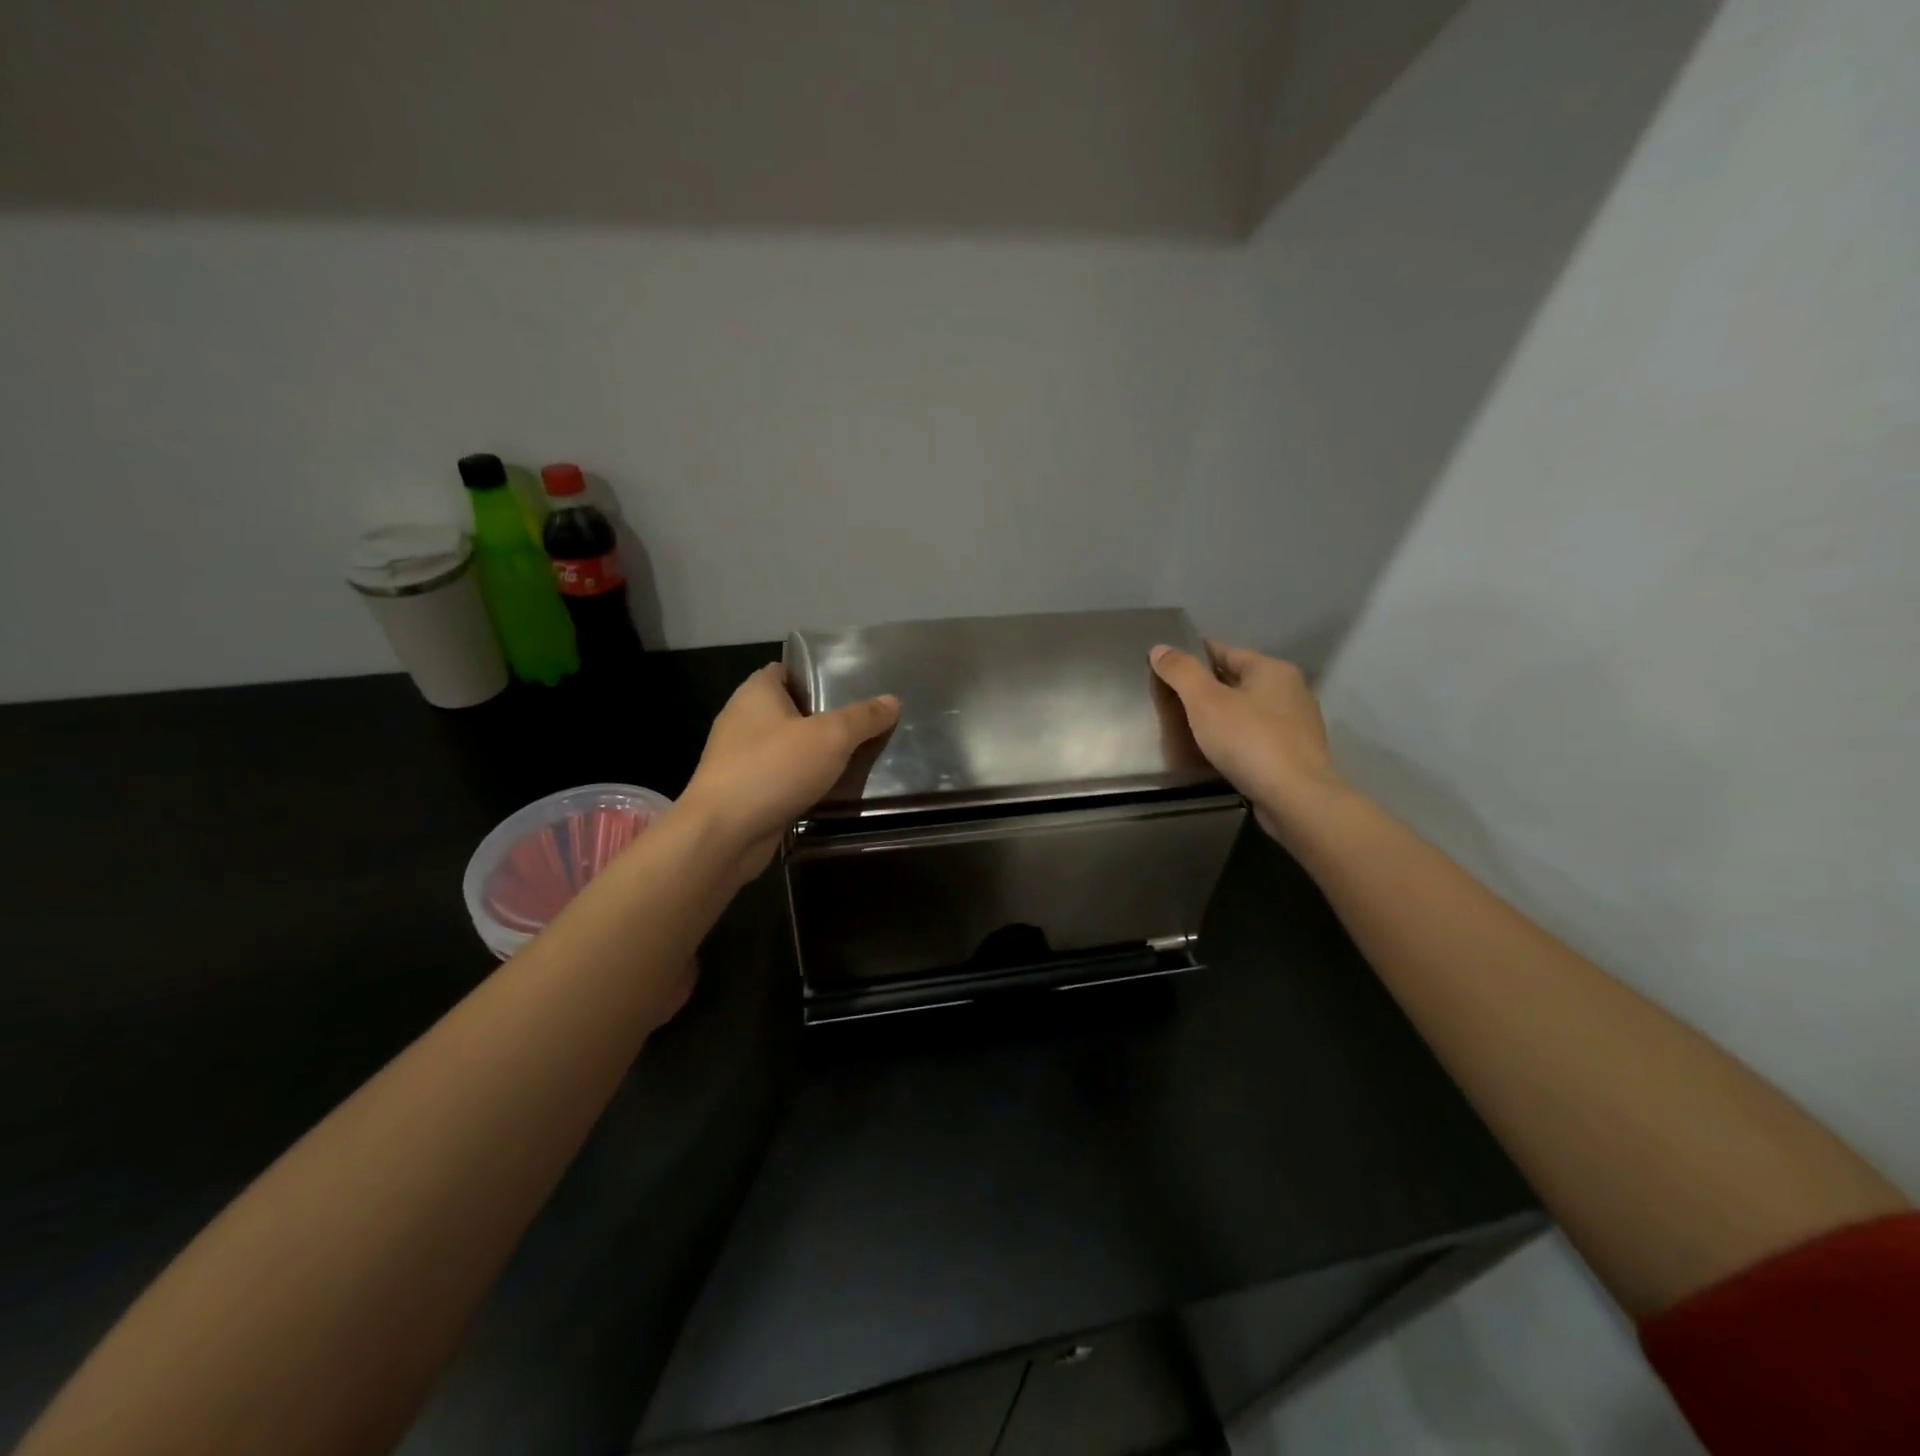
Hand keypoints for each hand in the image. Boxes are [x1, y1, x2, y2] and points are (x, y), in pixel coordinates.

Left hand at [679, 663, 898, 876]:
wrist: (724, 833)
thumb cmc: (774, 769)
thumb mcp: (831, 737)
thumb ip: (863, 718)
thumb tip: (892, 700)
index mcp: (756, 692)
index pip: (788, 670)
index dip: (817, 674)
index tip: (852, 685)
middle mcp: (742, 719)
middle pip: (791, 709)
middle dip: (824, 716)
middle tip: (864, 722)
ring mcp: (739, 757)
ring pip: (787, 746)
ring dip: (815, 752)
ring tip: (856, 755)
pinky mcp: (742, 791)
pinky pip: (780, 776)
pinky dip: (801, 780)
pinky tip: (829, 788)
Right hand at [1149, 640, 1347, 842]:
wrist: (1296, 798)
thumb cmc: (1249, 741)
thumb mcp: (1205, 701)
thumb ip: (1181, 672)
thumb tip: (1160, 648)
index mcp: (1272, 670)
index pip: (1226, 651)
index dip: (1195, 656)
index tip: (1169, 666)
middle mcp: (1290, 690)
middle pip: (1238, 680)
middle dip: (1208, 687)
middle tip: (1174, 699)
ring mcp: (1296, 724)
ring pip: (1249, 710)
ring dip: (1223, 714)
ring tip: (1192, 726)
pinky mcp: (1295, 754)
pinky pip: (1257, 736)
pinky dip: (1237, 737)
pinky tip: (1219, 750)